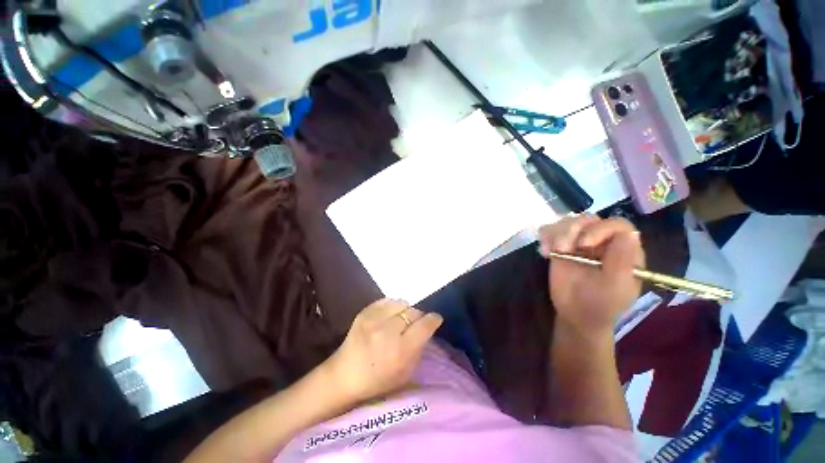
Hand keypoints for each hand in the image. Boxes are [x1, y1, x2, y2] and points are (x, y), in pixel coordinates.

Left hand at [325, 299, 443, 403]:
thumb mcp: (406, 373)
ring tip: (401, 320)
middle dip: (418, 317)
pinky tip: (389, 316)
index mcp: (400, 350)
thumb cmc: (378, 381)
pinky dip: (392, 307)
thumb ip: (419, 348)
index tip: (435, 319)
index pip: (425, 325)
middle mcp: (388, 331)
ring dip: (405, 311)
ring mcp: (374, 318)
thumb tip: (427, 328)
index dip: (433, 320)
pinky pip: (387, 300)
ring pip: (402, 302)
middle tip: (415, 325)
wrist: (343, 376)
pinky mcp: (364, 311)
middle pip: (414, 311)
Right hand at [538, 215, 644, 336]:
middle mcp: (601, 241)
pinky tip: (544, 252)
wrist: (576, 314)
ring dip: (556, 234)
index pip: (616, 225)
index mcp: (622, 249)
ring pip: (567, 222)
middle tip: (562, 248)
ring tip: (550, 252)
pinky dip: (545, 237)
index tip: (584, 244)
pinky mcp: (560, 246)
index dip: (600, 229)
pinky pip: (550, 231)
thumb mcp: (616, 287)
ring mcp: (579, 242)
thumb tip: (628, 232)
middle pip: (588, 219)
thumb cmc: (600, 304)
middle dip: (572, 230)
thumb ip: (624, 261)